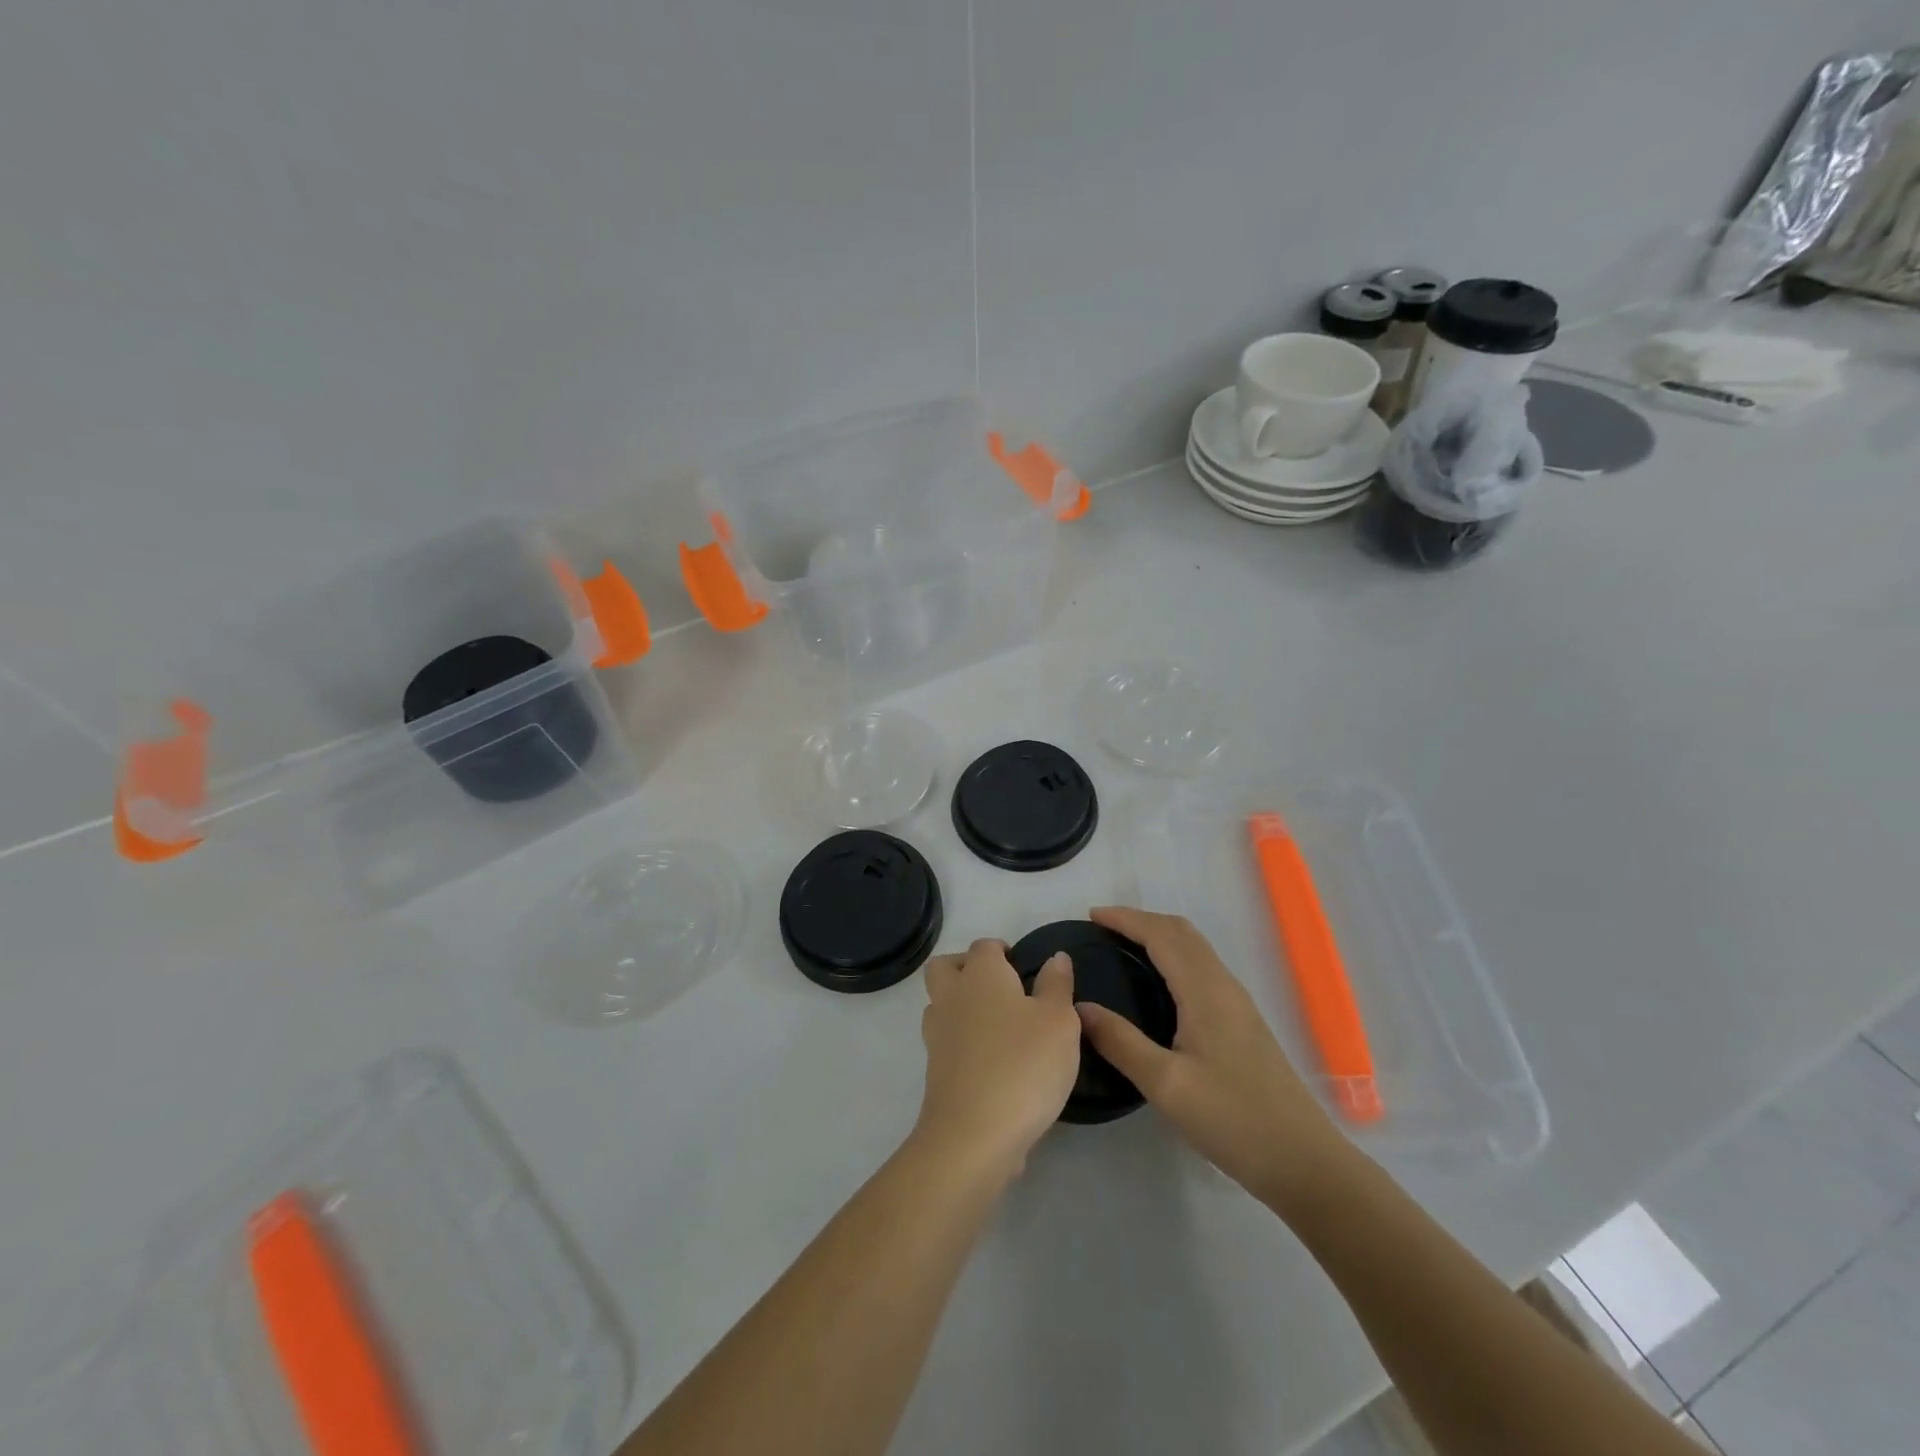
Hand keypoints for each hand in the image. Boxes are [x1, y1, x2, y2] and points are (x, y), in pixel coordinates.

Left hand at [914, 939, 1082, 1179]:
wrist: (974, 1134)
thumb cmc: (1024, 1065)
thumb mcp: (1059, 1021)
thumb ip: (1057, 985)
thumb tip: (1055, 958)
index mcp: (981, 975)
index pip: (984, 946)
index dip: (1002, 951)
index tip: (1023, 966)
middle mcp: (952, 997)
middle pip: (945, 967)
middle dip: (967, 967)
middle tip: (1001, 987)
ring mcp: (938, 1034)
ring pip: (940, 1003)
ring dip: (961, 1005)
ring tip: (997, 1024)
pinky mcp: (935, 1070)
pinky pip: (945, 1041)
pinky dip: (962, 1041)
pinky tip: (991, 1059)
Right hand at [1077, 906, 1344, 1206]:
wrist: (1303, 1161)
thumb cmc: (1232, 1119)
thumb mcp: (1166, 1085)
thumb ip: (1121, 1042)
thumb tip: (1080, 1007)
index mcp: (1205, 991)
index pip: (1161, 935)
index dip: (1126, 919)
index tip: (1091, 916)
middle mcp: (1224, 986)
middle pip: (1181, 933)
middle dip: (1141, 921)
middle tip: (1102, 929)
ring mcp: (1238, 1004)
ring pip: (1195, 949)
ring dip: (1159, 936)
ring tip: (1123, 948)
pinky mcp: (1243, 1023)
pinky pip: (1202, 968)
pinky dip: (1174, 956)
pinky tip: (1159, 984)